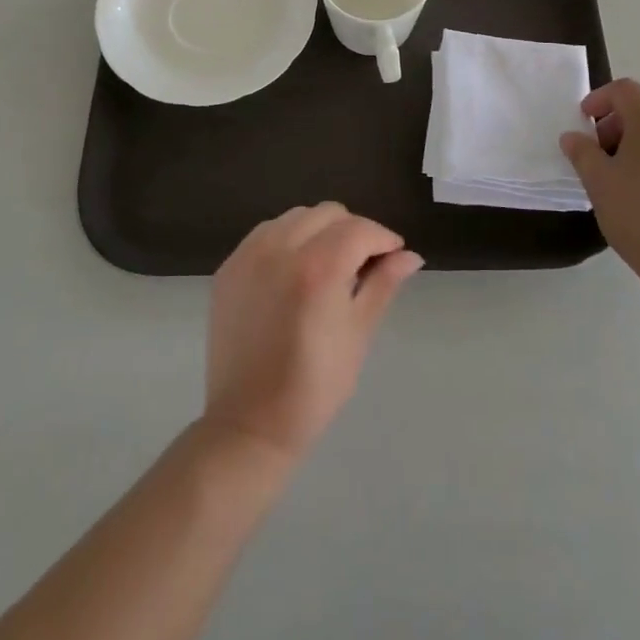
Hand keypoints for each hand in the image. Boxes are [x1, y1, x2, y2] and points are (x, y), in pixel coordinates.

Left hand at [202, 202, 422, 460]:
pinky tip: (295, 271)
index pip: (360, 229)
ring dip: (319, 230)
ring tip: (328, 266)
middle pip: (328, 214)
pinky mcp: (229, 267)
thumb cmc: (315, 386)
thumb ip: (383, 284)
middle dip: (353, 230)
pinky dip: (287, 239)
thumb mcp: (358, 333)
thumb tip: (411, 255)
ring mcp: (249, 255)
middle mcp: (280, 249)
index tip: (394, 256)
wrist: (249, 425)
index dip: (383, 239)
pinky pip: (266, 233)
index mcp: (318, 268)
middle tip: (362, 263)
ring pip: (296, 216)